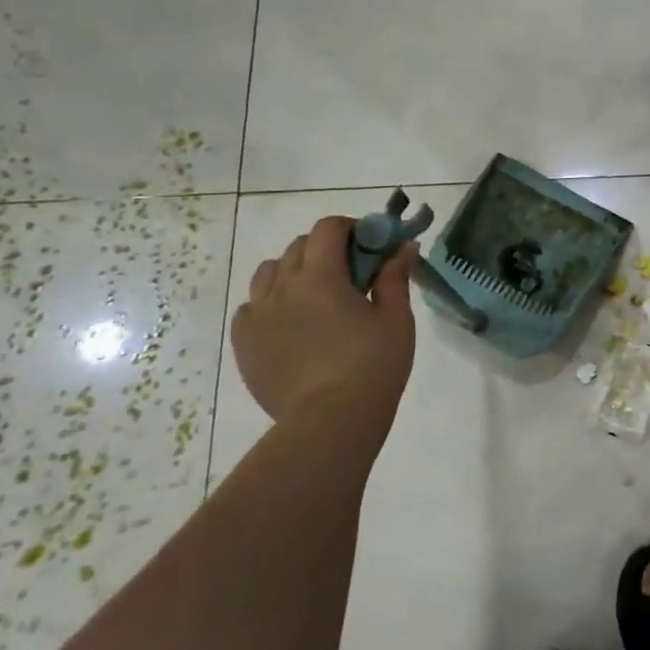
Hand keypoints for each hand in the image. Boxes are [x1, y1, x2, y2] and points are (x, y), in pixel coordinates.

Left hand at [231, 216, 418, 429]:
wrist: (330, 422)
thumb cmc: (372, 365)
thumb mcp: (396, 318)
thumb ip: (395, 277)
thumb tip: (405, 246)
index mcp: (321, 276)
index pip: (327, 228)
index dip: (350, 227)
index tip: (370, 243)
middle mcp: (282, 287)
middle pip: (298, 247)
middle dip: (326, 248)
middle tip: (352, 271)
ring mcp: (257, 316)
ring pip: (269, 273)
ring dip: (294, 271)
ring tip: (316, 296)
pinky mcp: (244, 343)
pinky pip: (251, 307)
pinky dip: (271, 303)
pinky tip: (292, 323)